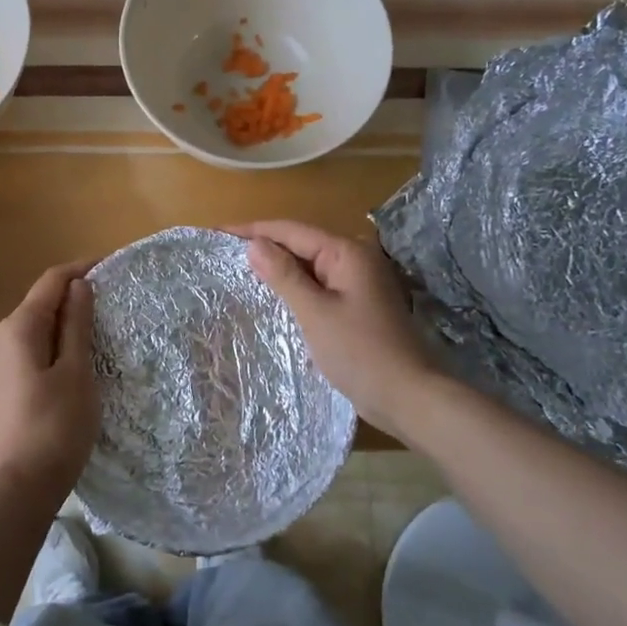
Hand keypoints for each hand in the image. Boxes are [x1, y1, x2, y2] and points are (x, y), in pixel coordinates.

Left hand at [0, 260, 99, 497]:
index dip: (82, 268)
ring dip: (67, 319)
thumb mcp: (76, 370)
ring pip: (38, 326)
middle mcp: (3, 336)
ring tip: (102, 324)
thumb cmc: (56, 425)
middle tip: (114, 298)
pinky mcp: (5, 383)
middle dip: (76, 293)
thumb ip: (77, 324)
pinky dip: (57, 341)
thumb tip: (80, 285)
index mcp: (20, 326)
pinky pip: (33, 347)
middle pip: (42, 301)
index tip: (114, 265)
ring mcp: (0, 361)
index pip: (52, 281)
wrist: (20, 484)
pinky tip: (78, 355)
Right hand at [233, 221, 439, 438]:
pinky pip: (319, 286)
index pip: (291, 230)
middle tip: (223, 252)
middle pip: (301, 244)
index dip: (253, 230)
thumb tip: (254, 244)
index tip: (218, 232)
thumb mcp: (315, 312)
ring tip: (240, 270)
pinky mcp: (357, 305)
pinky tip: (273, 295)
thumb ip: (284, 275)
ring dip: (278, 268)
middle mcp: (355, 259)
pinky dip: (295, 288)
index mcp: (347, 252)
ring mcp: (358, 283)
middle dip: (264, 247)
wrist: (407, 396)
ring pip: (309, 266)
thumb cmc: (359, 351)